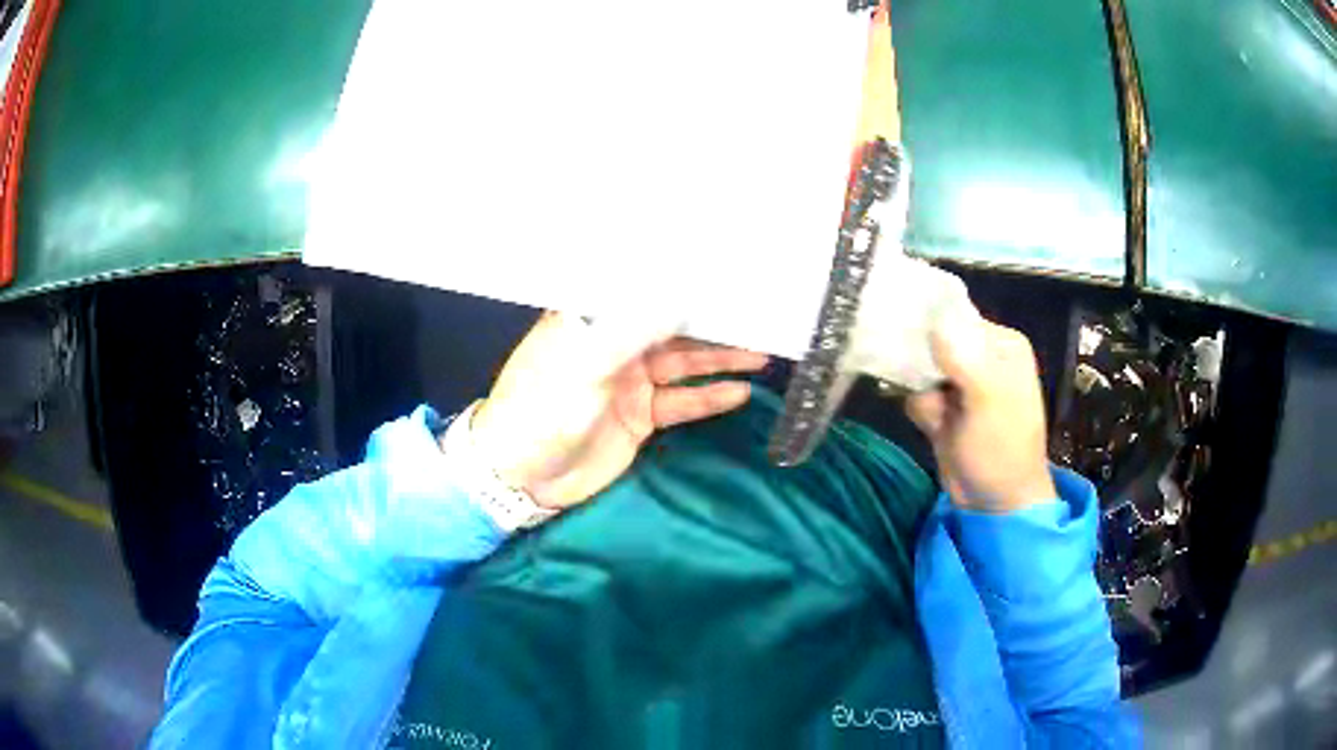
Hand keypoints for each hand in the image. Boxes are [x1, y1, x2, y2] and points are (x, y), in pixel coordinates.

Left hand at [469, 312, 768, 509]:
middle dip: (711, 326)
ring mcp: (630, 382)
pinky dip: (708, 399)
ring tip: (761, 353)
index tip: (722, 277)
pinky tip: (739, 391)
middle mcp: (615, 345)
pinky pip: (680, 403)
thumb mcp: (584, 366)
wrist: (522, 476)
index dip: (681, 286)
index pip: (644, 294)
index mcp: (593, 321)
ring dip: (719, 361)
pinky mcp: (640, 417)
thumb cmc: (541, 410)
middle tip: (755, 318)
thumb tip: (679, 300)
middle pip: (671, 330)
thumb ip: (630, 332)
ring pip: (683, 366)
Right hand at [906, 313, 1056, 512]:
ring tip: (940, 418)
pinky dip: (922, 411)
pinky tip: (935, 428)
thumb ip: (964, 358)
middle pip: (933, 340)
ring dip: (923, 394)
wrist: (995, 503)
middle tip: (930, 390)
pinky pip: (918, 394)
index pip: (956, 317)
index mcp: (1001, 344)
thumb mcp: (989, 401)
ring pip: (920, 370)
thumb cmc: (1002, 449)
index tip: (914, 348)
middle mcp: (981, 355)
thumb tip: (934, 322)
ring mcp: (962, 382)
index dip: (932, 329)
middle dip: (923, 367)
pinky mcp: (946, 406)